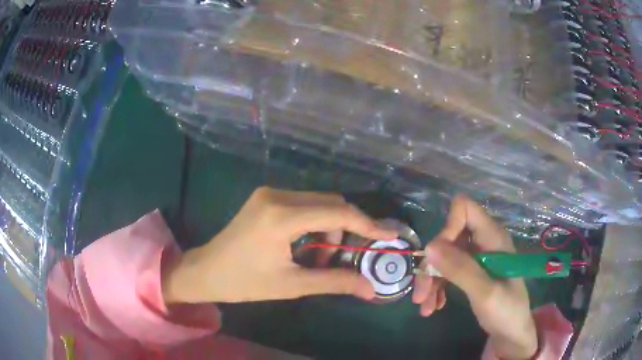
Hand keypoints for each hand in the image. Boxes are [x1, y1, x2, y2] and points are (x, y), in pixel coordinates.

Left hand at [162, 187, 397, 303]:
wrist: (205, 271)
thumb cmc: (244, 283)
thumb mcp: (292, 285)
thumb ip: (334, 282)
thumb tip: (371, 289)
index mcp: (282, 216)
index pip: (338, 213)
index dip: (367, 224)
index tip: (388, 235)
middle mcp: (277, 195)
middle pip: (331, 202)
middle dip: (347, 228)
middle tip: (346, 257)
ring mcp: (270, 193)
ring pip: (319, 202)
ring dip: (330, 226)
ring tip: (321, 256)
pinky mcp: (266, 197)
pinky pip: (304, 203)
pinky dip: (316, 222)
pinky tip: (307, 244)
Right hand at [413, 195, 537, 359]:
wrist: (511, 332)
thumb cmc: (506, 311)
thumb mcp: (485, 293)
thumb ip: (461, 269)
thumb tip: (430, 247)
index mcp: (493, 237)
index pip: (465, 209)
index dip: (448, 227)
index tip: (437, 257)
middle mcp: (484, 241)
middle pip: (449, 236)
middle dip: (432, 264)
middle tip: (421, 294)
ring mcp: (477, 256)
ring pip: (444, 255)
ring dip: (431, 279)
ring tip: (424, 306)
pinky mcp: (472, 270)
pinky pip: (448, 270)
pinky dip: (438, 286)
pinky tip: (434, 305)